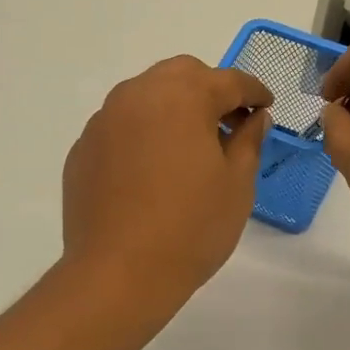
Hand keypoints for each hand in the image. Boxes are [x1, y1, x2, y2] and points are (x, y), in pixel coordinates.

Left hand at [62, 56, 272, 313]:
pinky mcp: (83, 150)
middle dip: (209, 90)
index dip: (253, 91)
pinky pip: (120, 127)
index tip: (266, 107)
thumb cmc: (191, 228)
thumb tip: (255, 118)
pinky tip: (152, 170)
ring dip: (172, 108)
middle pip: (181, 75)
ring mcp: (103, 121)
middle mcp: (137, 95)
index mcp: (182, 97)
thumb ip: (249, 140)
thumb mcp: (237, 185)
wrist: (119, 274)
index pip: (228, 80)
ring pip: (145, 96)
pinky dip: (142, 134)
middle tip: (228, 124)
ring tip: (189, 146)